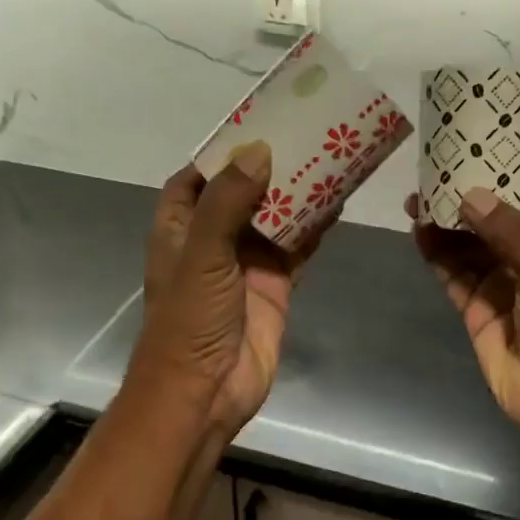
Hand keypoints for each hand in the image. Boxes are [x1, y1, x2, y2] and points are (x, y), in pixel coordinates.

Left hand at [133, 142, 325, 436]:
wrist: (205, 395)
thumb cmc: (190, 319)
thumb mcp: (203, 254)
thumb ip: (227, 202)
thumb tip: (259, 150)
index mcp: (181, 228)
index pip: (195, 178)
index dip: (220, 153)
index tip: (255, 125)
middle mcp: (212, 239)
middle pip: (242, 191)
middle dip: (269, 166)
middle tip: (305, 133)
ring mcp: (246, 262)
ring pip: (275, 216)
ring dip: (297, 193)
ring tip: (329, 157)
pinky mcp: (275, 284)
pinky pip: (298, 246)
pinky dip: (315, 226)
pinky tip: (339, 202)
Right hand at [408, 188, 519, 435]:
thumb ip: (510, 232)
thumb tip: (470, 194)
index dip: (508, 174)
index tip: (478, 150)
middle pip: (492, 217)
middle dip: (465, 198)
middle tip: (433, 176)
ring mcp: (501, 280)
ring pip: (468, 243)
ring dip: (445, 224)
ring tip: (417, 200)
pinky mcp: (477, 305)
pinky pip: (453, 272)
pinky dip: (437, 253)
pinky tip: (419, 232)